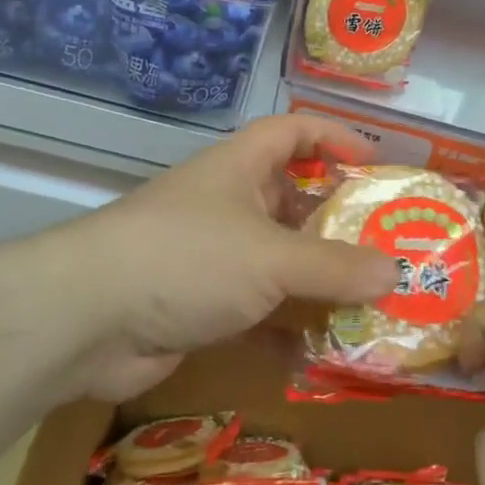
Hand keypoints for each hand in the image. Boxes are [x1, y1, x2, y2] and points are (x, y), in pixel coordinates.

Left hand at [52, 115, 399, 400]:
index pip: (294, 132)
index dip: (336, 138)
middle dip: (340, 224)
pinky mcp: (201, 305)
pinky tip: (323, 352)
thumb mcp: (272, 257)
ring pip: (279, 262)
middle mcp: (228, 204)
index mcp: (241, 168)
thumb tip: (396, 272)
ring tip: (372, 302)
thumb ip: (336, 266)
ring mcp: (213, 257)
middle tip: (391, 248)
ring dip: (319, 283)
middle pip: (294, 201)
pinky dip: (287, 328)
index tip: (378, 165)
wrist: (88, 320)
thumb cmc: (188, 259)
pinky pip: (258, 311)